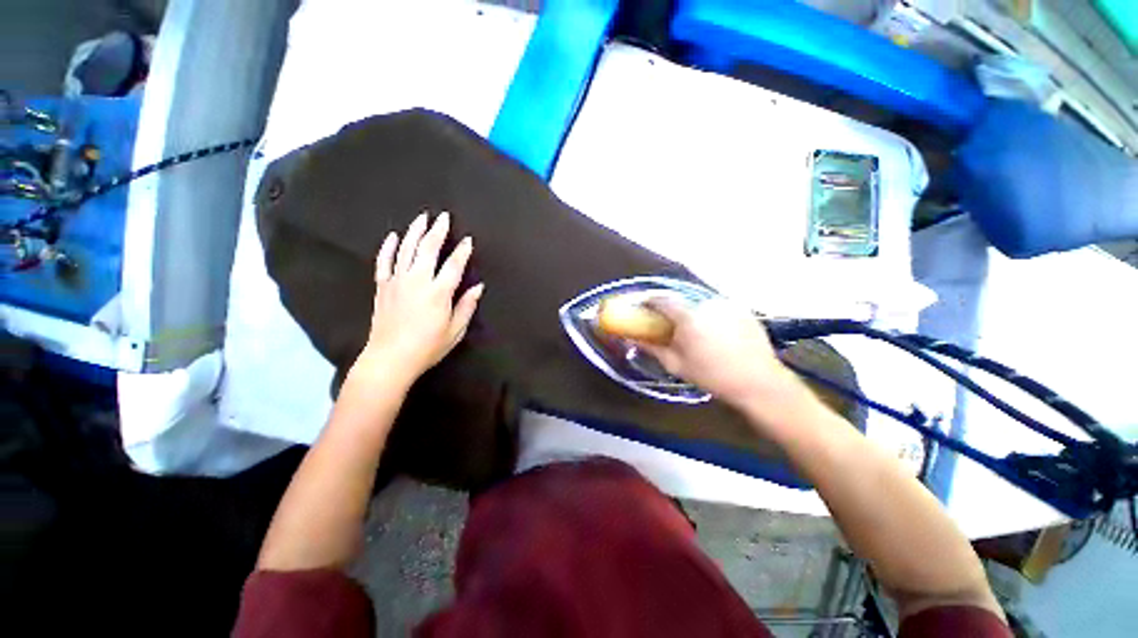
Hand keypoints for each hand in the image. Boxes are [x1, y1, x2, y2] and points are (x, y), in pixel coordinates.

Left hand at [354, 212, 482, 384]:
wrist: (390, 359)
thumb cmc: (427, 347)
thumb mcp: (455, 331)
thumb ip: (466, 306)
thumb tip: (478, 287)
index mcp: (438, 292)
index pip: (454, 265)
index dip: (462, 251)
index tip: (468, 240)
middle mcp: (417, 281)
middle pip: (428, 249)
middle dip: (438, 231)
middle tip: (444, 217)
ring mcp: (397, 281)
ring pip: (406, 249)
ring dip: (415, 231)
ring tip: (422, 217)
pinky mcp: (382, 287)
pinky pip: (384, 262)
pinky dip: (388, 247)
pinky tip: (393, 236)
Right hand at [636, 298, 800, 408]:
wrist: (759, 383)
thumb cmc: (712, 376)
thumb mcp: (676, 365)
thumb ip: (652, 348)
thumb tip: (631, 339)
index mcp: (689, 317)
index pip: (662, 299)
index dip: (649, 301)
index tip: (643, 308)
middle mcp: (707, 304)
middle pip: (681, 300)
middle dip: (671, 309)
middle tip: (668, 324)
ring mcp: (727, 305)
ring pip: (700, 303)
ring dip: (691, 312)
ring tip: (694, 331)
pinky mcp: (742, 309)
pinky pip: (717, 307)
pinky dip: (709, 315)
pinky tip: (715, 333)